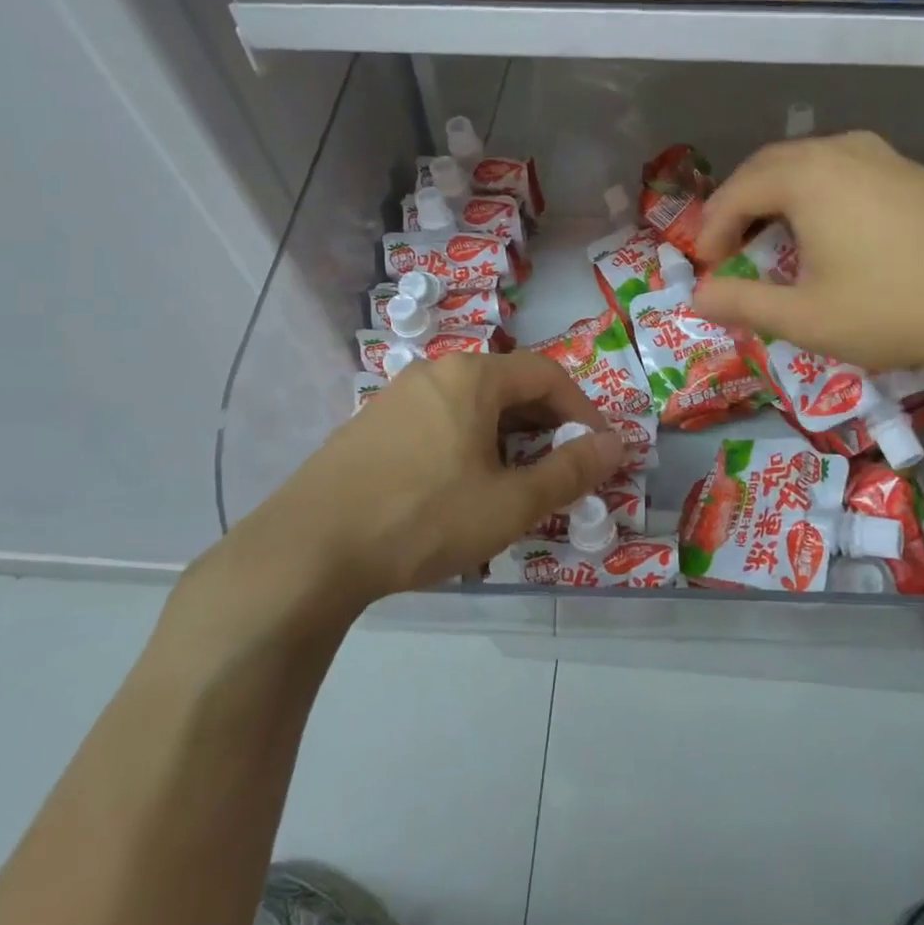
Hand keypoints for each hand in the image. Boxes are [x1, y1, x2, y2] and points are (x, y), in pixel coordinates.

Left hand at [177, 352, 625, 649]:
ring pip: (471, 408)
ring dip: (506, 439)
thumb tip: (616, 445)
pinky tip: (459, 492)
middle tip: (561, 471)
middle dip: (545, 427)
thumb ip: (569, 471)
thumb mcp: (509, 502)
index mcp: (472, 377)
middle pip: (509, 387)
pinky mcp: (369, 428)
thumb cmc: (424, 518)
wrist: (307, 551)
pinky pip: (437, 424)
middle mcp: (434, 373)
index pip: (548, 375)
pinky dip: (467, 447)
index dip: (582, 411)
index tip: (598, 451)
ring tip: (514, 486)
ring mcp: (395, 398)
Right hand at [692, 131, 923, 383]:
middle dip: (739, 206)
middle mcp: (839, 151)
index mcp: (806, 177)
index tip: (707, 267)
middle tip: (730, 249)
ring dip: (777, 197)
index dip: (712, 229)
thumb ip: (744, 304)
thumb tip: (697, 297)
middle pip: (768, 167)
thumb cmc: (894, 308)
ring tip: (772, 239)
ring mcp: (881, 156)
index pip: (737, 192)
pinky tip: (828, 231)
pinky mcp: (911, 172)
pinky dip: (815, 195)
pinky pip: (842, 171)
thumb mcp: (807, 318)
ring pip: (807, 164)